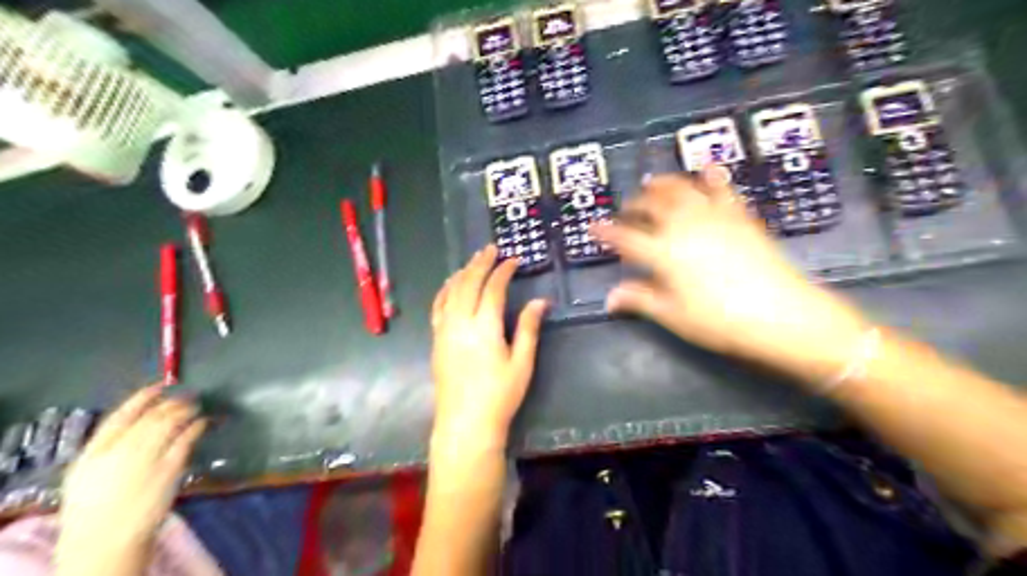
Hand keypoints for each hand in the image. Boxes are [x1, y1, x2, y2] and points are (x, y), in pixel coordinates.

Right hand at [56, 382, 207, 570]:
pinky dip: (197, 426)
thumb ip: (109, 447)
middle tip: (189, 396)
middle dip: (173, 403)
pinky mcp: (170, 467)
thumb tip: (137, 423)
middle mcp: (121, 449)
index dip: (144, 396)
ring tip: (197, 407)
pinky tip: (203, 422)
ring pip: (172, 423)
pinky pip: (187, 438)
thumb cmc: (94, 507)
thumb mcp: (87, 473)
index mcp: (94, 451)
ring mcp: (147, 457)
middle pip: (153, 416)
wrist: (105, 538)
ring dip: (188, 411)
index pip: (122, 414)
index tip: (161, 385)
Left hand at [431, 244, 548, 452]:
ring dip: (462, 272)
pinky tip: (451, 285)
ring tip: (473, 261)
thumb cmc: (499, 395)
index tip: (514, 260)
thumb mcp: (522, 363)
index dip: (503, 271)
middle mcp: (460, 322)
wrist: (465, 423)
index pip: (493, 289)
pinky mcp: (436, 340)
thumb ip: (529, 328)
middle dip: (480, 263)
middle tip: (491, 249)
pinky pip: (437, 307)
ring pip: (451, 292)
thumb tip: (540, 301)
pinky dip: (445, 290)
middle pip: (468, 283)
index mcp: (485, 326)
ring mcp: (444, 330)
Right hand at [596, 166, 863, 382]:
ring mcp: (713, 217)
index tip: (593, 228)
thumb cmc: (719, 320)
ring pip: (682, 190)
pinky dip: (712, 176)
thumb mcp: (673, 315)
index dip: (606, 232)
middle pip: (652, 206)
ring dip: (664, 183)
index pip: (625, 237)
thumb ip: (640, 300)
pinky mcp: (739, 216)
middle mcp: (684, 227)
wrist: (781, 314)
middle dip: (634, 205)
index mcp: (663, 253)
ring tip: (653, 182)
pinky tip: (707, 168)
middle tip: (626, 209)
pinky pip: (722, 190)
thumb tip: (610, 298)